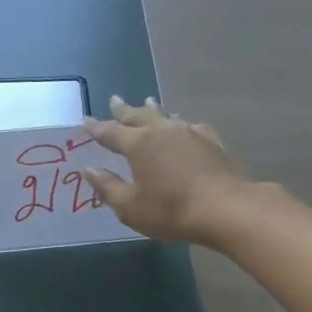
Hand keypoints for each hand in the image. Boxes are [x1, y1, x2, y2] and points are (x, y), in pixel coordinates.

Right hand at [83, 96, 248, 245]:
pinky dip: (179, 123)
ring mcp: (191, 133)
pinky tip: (184, 126)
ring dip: (153, 110)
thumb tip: (88, 169)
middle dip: (124, 110)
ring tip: (148, 102)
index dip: (96, 127)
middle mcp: (163, 131)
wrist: (226, 208)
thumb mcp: (130, 206)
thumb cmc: (171, 210)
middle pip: (139, 116)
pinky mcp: (213, 142)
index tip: (85, 119)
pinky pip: (190, 126)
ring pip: (166, 116)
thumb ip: (107, 187)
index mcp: (139, 145)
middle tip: (114, 100)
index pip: (111, 132)